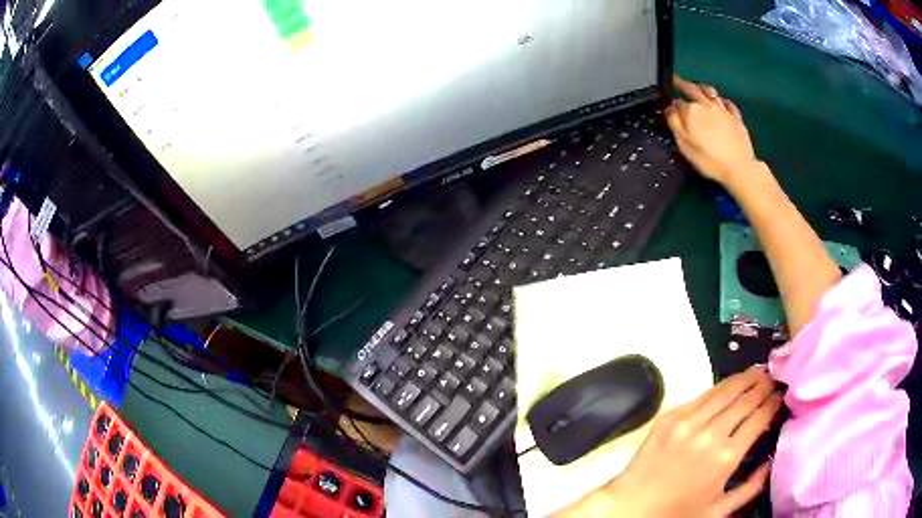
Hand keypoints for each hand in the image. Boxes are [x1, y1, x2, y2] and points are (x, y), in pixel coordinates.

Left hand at [555, 367, 781, 516]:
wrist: (629, 507)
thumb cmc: (676, 513)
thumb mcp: (718, 510)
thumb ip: (750, 488)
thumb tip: (770, 462)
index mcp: (726, 456)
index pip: (759, 417)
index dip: (773, 401)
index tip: (782, 393)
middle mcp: (710, 433)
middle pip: (745, 398)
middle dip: (763, 385)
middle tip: (774, 376)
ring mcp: (688, 422)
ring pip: (724, 390)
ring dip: (744, 378)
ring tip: (757, 371)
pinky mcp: (669, 417)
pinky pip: (701, 396)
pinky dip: (719, 387)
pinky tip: (728, 385)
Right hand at [666, 76, 758, 186]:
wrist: (739, 168)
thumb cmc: (709, 160)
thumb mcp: (685, 145)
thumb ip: (674, 123)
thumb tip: (668, 109)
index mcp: (691, 111)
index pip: (676, 102)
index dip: (670, 103)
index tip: (667, 106)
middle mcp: (706, 105)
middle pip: (692, 90)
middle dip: (682, 84)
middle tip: (675, 80)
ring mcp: (723, 110)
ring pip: (710, 92)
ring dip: (701, 87)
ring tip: (696, 86)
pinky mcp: (736, 118)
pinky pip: (728, 103)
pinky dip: (721, 99)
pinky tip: (720, 101)